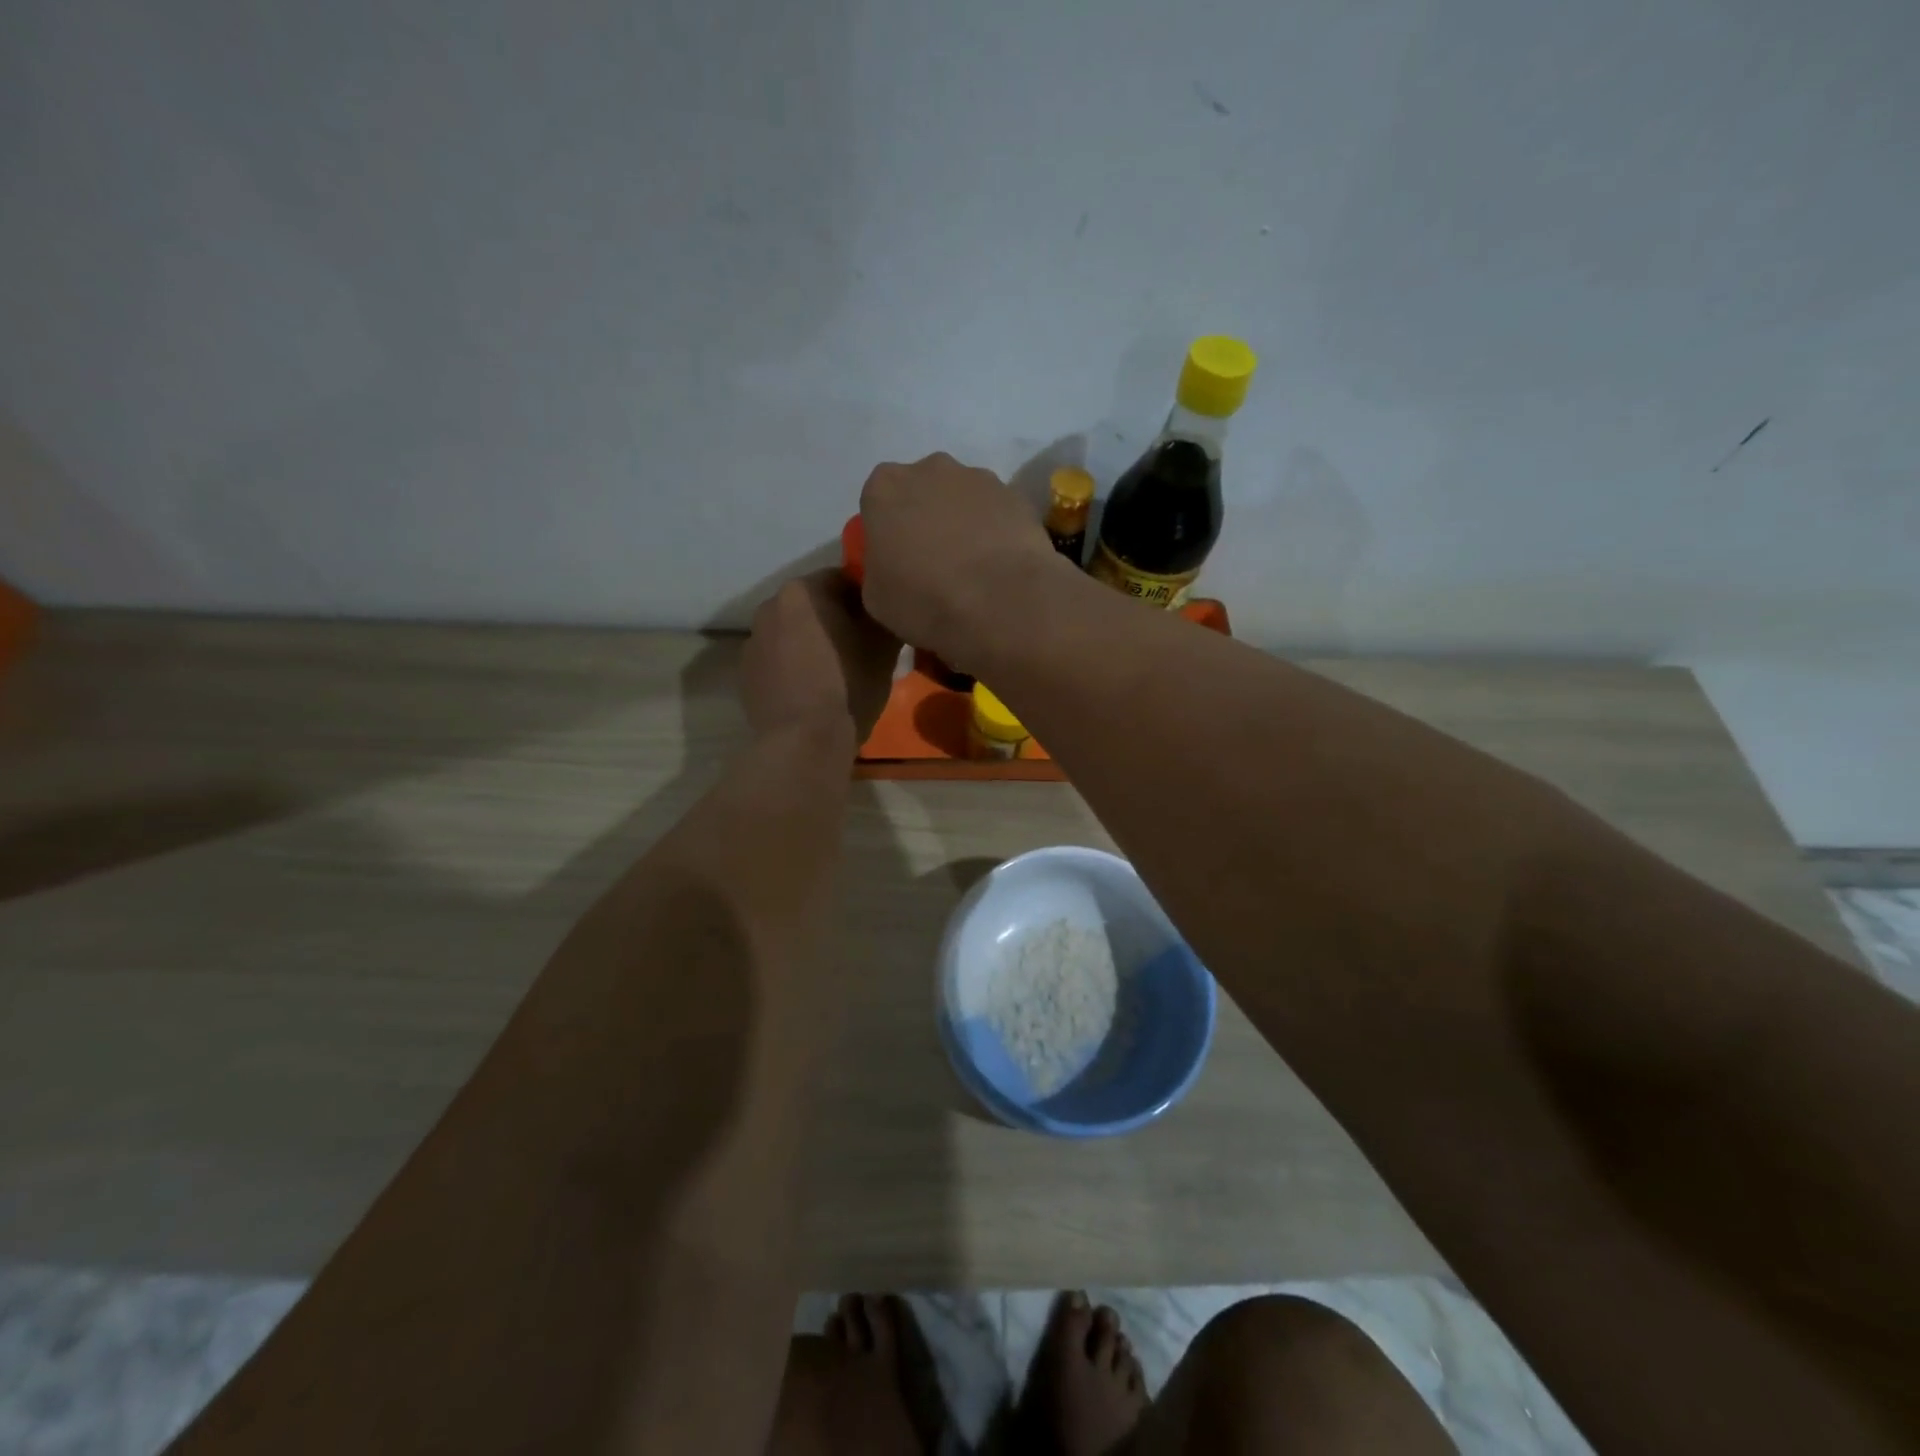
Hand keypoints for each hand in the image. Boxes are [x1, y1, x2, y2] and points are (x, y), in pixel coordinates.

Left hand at [742, 569, 899, 743]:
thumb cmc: (849, 685)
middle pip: (813, 605)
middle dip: (836, 619)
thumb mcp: (885, 646)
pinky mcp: (745, 674)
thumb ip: (884, 614)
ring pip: (793, 633)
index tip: (879, 622)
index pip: (843, 579)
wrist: (805, 741)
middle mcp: (769, 606)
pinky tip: (812, 691)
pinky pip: (778, 660)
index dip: (866, 598)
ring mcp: (752, 641)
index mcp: (803, 591)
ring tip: (836, 671)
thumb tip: (884, 608)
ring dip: (813, 642)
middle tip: (861, 646)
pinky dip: (794, 667)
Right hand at [858, 453, 1060, 668]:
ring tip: (973, 567)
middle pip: (923, 490)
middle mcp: (930, 469)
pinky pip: (997, 512)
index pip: (878, 501)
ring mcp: (978, 478)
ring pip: (963, 498)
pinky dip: (996, 532)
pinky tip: (1000, 566)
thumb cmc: (923, 601)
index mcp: (885, 488)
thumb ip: (877, 569)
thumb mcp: (875, 598)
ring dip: (964, 522)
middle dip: (926, 517)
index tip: (897, 560)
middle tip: (934, 562)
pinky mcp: (1016, 496)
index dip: (887, 530)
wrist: (999, 605)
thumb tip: (892, 568)